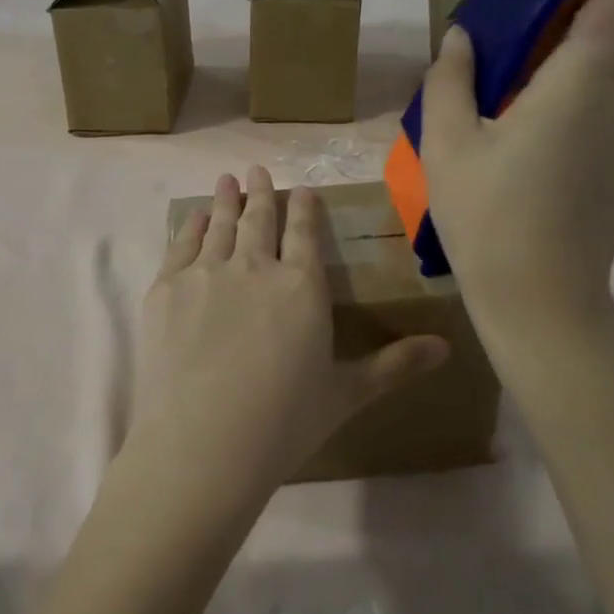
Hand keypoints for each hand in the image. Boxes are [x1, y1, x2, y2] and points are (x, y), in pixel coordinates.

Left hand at [123, 167, 447, 510]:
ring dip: (225, 200)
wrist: (202, 444)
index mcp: (302, 287)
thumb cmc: (283, 423)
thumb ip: (395, 365)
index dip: (304, 209)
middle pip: (260, 220)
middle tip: (257, 170)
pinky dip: (190, 226)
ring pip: (220, 225)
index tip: (301, 189)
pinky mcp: (166, 290)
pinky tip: (194, 217)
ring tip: (226, 180)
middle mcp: (254, 268)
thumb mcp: (346, 394)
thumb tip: (447, 347)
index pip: (305, 234)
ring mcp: (206, 274)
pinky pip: (181, 246)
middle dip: (261, 193)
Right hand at [421, 0, 613, 332]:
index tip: (542, 17)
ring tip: (519, 150)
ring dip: (567, 103)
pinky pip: (613, 130)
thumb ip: (450, 78)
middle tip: (501, 102)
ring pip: (604, 94)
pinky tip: (546, 179)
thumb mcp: (444, 144)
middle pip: (602, 50)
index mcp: (582, 80)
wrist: (539, 300)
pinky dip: (583, 137)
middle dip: (554, 62)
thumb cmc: (485, 215)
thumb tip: (462, 37)